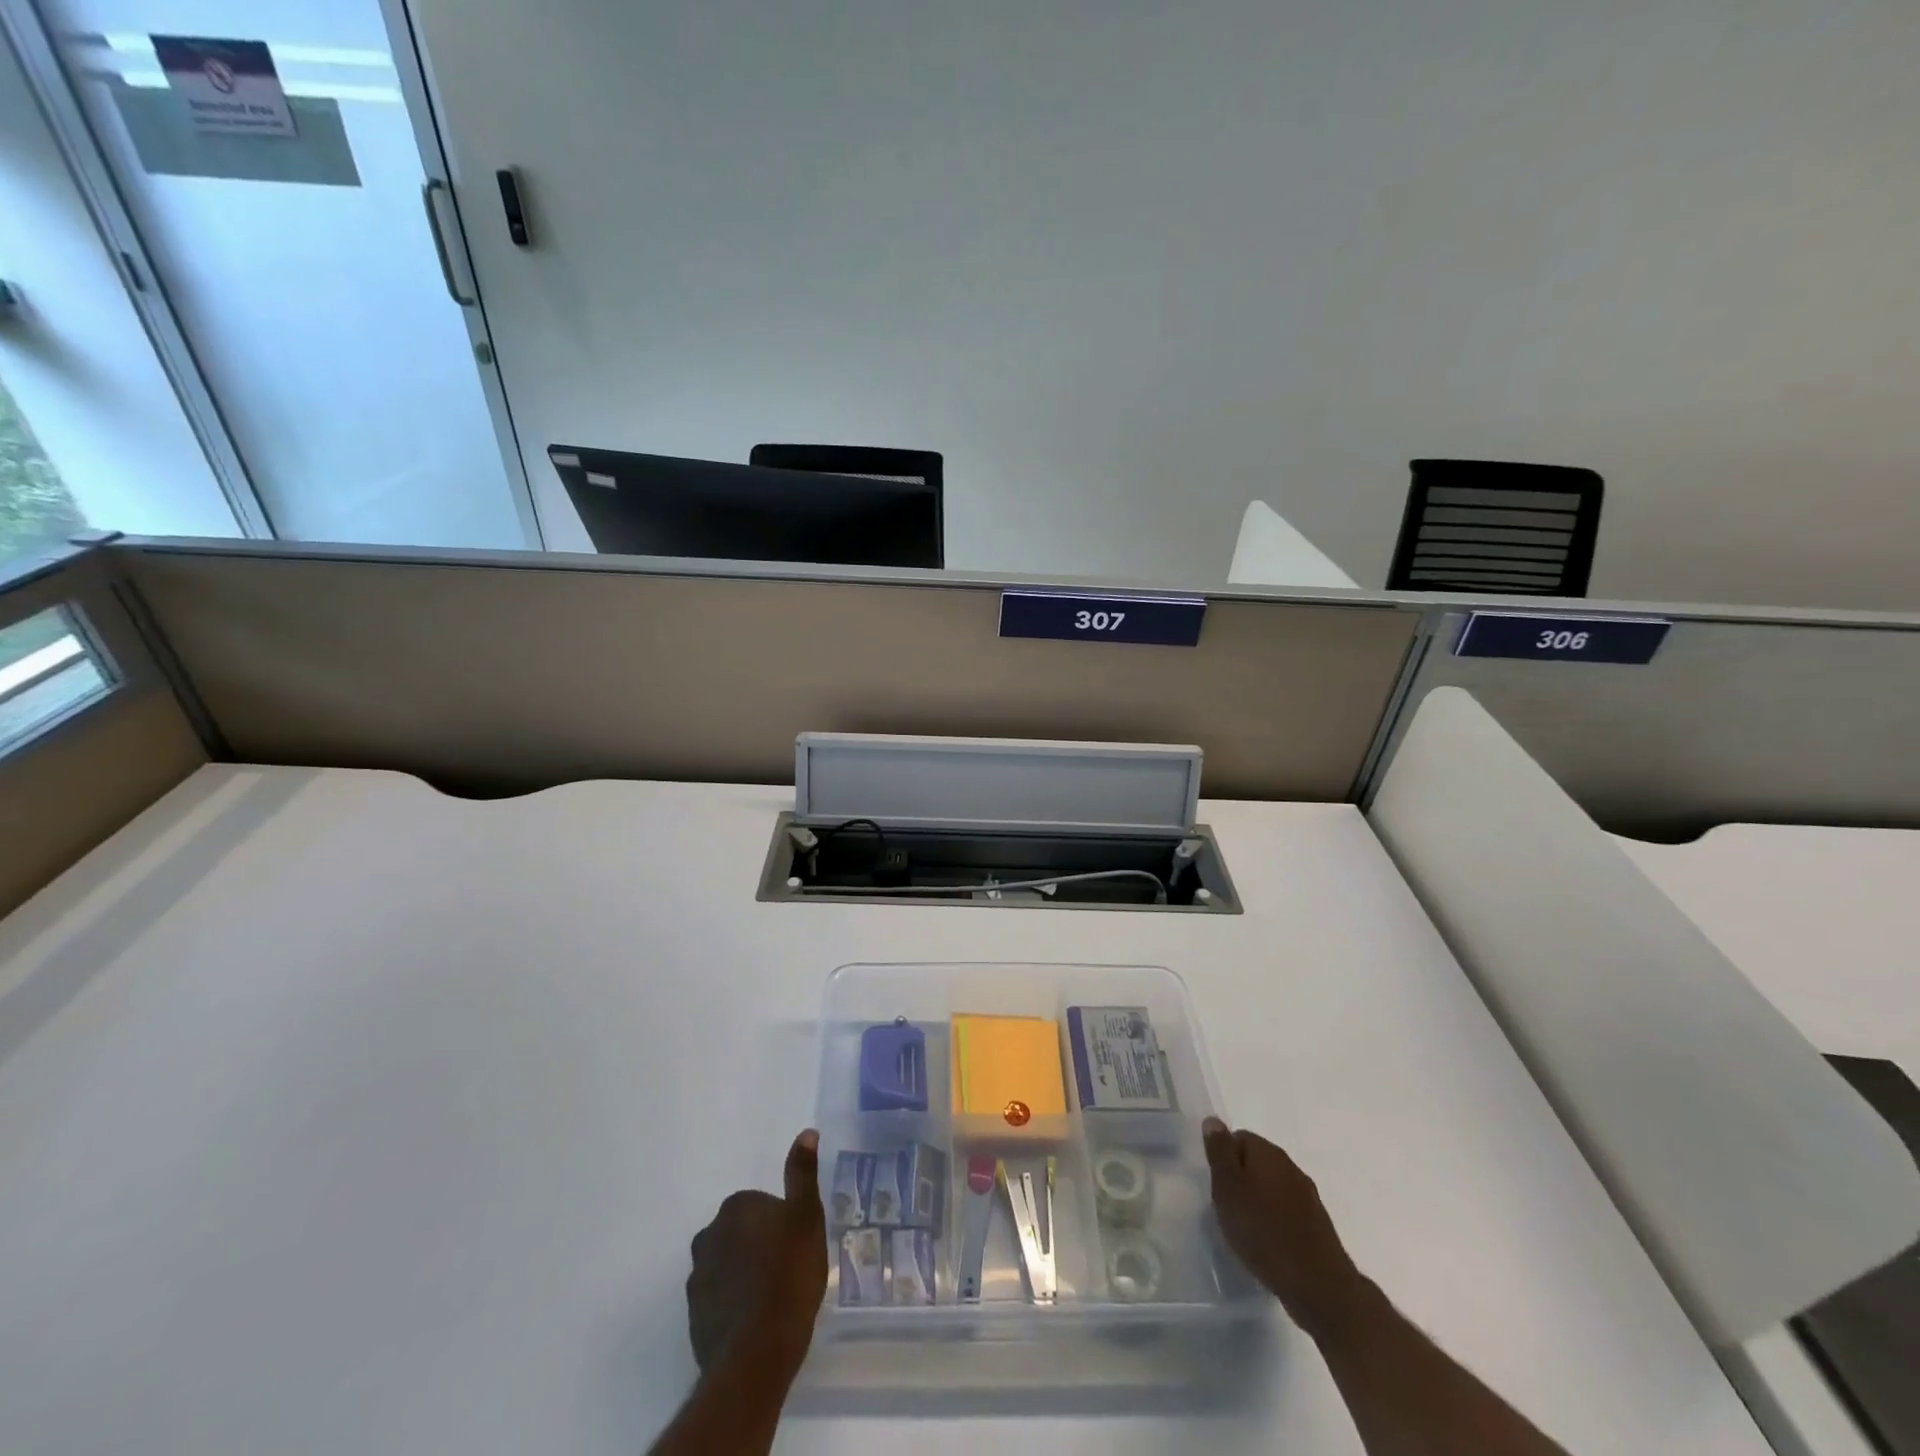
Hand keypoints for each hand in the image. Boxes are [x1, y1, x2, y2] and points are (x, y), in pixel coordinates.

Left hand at [685, 1130, 828, 1374]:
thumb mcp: (807, 1216)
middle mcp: (708, 1235)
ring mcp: (697, 1278)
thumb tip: (806, 1133)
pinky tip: (757, 1321)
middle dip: (759, 1246)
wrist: (757, 1352)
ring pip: (727, 1266)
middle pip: (740, 1233)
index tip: (797, 1244)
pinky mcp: (694, 1317)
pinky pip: (719, 1299)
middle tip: (788, 1269)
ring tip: (773, 1299)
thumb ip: (803, 1174)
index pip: (760, 1204)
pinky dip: (734, 1305)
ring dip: (745, 1275)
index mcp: (736, 1208)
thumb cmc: (789, 1274)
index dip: (782, 1223)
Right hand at [1204, 1117, 1366, 1338]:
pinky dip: (1274, 1221)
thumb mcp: (1227, 1188)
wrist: (1319, 1286)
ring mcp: (1307, 1196)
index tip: (1217, 1186)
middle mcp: (1290, 1166)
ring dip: (1258, 1201)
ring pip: (1272, 1187)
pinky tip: (1268, 1244)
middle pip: (1256, 1162)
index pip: (1238, 1138)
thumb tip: (1213, 1120)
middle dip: (1240, 1180)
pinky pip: (1287, 1211)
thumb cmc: (1263, 1232)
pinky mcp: (1317, 1224)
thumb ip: (1219, 1152)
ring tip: (1246, 1230)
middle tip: (1226, 1208)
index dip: (1223, 1159)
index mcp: (1267, 1152)